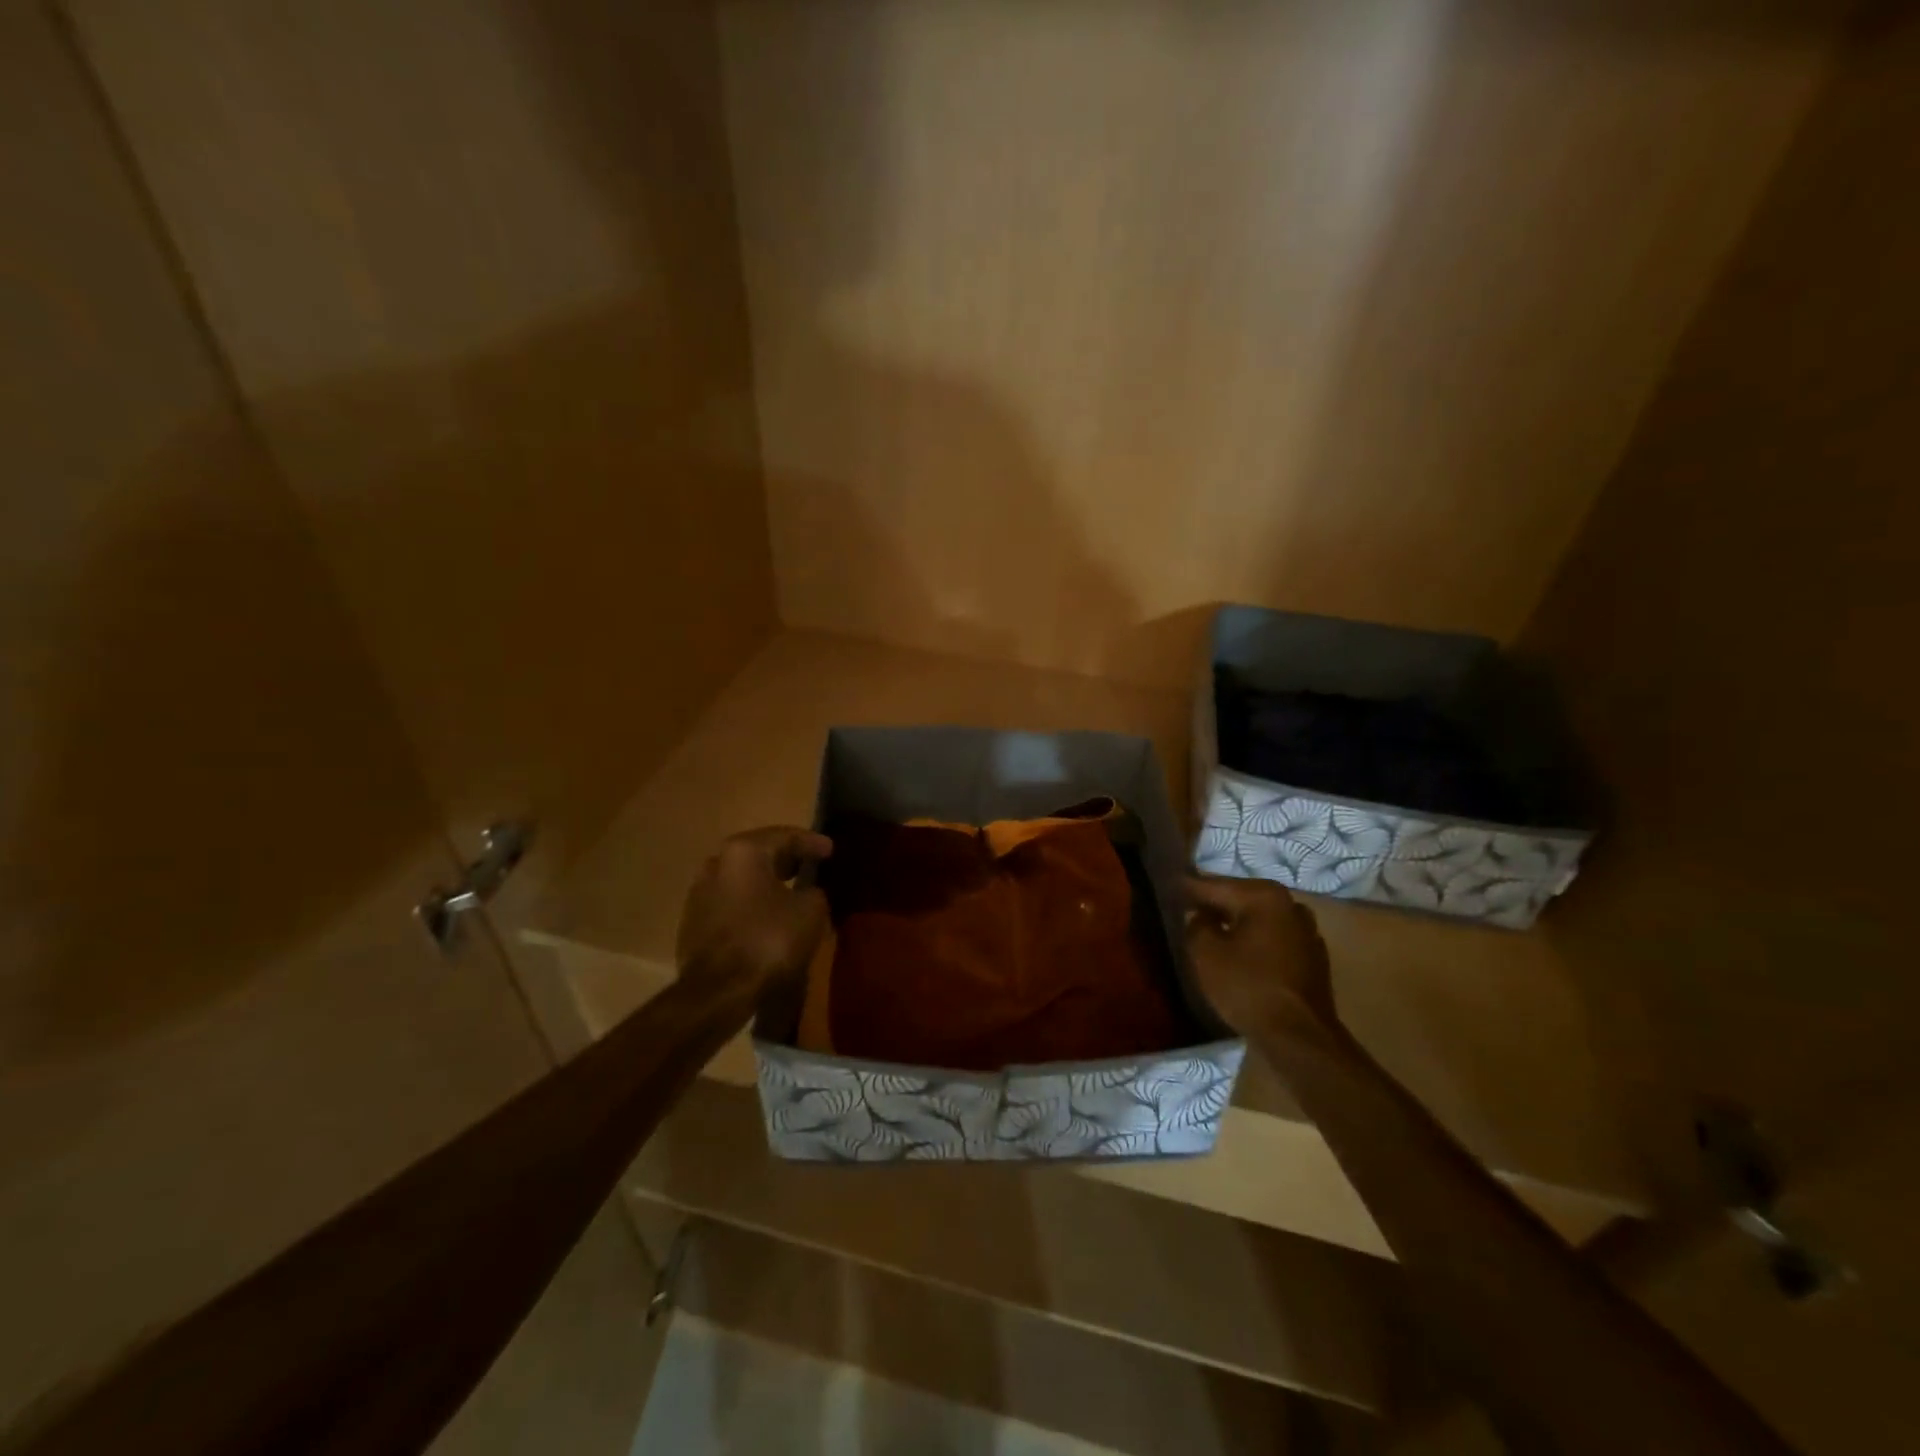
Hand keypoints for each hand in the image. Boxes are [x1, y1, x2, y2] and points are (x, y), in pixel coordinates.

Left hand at [677, 827, 832, 993]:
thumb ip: (814, 892)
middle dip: (786, 861)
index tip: (830, 850)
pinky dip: (751, 906)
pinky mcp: (692, 925)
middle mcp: (716, 864)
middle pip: (759, 855)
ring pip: (742, 881)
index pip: (785, 836)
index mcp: (743, 852)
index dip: (811, 842)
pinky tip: (768, 919)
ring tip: (790, 893)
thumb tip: (808, 893)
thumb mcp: (811, 911)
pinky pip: (731, 906)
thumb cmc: (768, 940)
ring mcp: (699, 895)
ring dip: (766, 885)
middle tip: (809, 865)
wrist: (717, 992)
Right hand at [1185, 874, 1337, 1036]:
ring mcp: (1307, 931)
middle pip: (1241, 899)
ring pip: (1259, 920)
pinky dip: (1255, 942)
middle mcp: (1290, 905)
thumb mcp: (1205, 953)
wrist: (1299, 1037)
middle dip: (1215, 904)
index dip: (1189, 888)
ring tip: (1211, 930)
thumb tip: (1202, 916)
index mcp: (1264, 896)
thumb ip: (1197, 924)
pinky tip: (1241, 954)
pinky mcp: (1313, 957)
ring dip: (1237, 924)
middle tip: (1187, 907)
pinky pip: (1274, 940)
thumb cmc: (1247, 987)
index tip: (1169, 885)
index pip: (1215, 885)